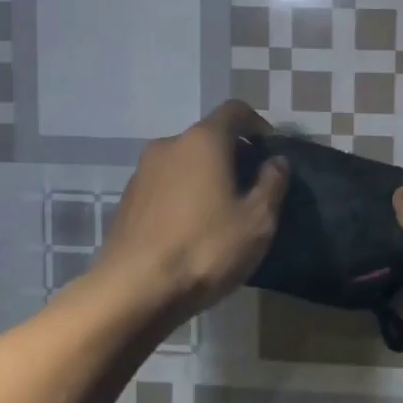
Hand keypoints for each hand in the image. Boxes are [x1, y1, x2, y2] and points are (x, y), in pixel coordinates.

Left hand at [89, 101, 288, 318]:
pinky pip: (165, 186)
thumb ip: (272, 183)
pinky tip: (193, 231)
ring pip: (184, 162)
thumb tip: (275, 161)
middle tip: (252, 189)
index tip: (270, 152)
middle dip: (233, 155)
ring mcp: (142, 173)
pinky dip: (184, 196)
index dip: (258, 125)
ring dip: (206, 177)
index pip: (235, 110)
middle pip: (208, 137)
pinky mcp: (127, 201)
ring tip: (222, 213)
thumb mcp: (257, 220)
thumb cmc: (205, 248)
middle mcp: (168, 145)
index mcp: (203, 141)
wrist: (133, 292)